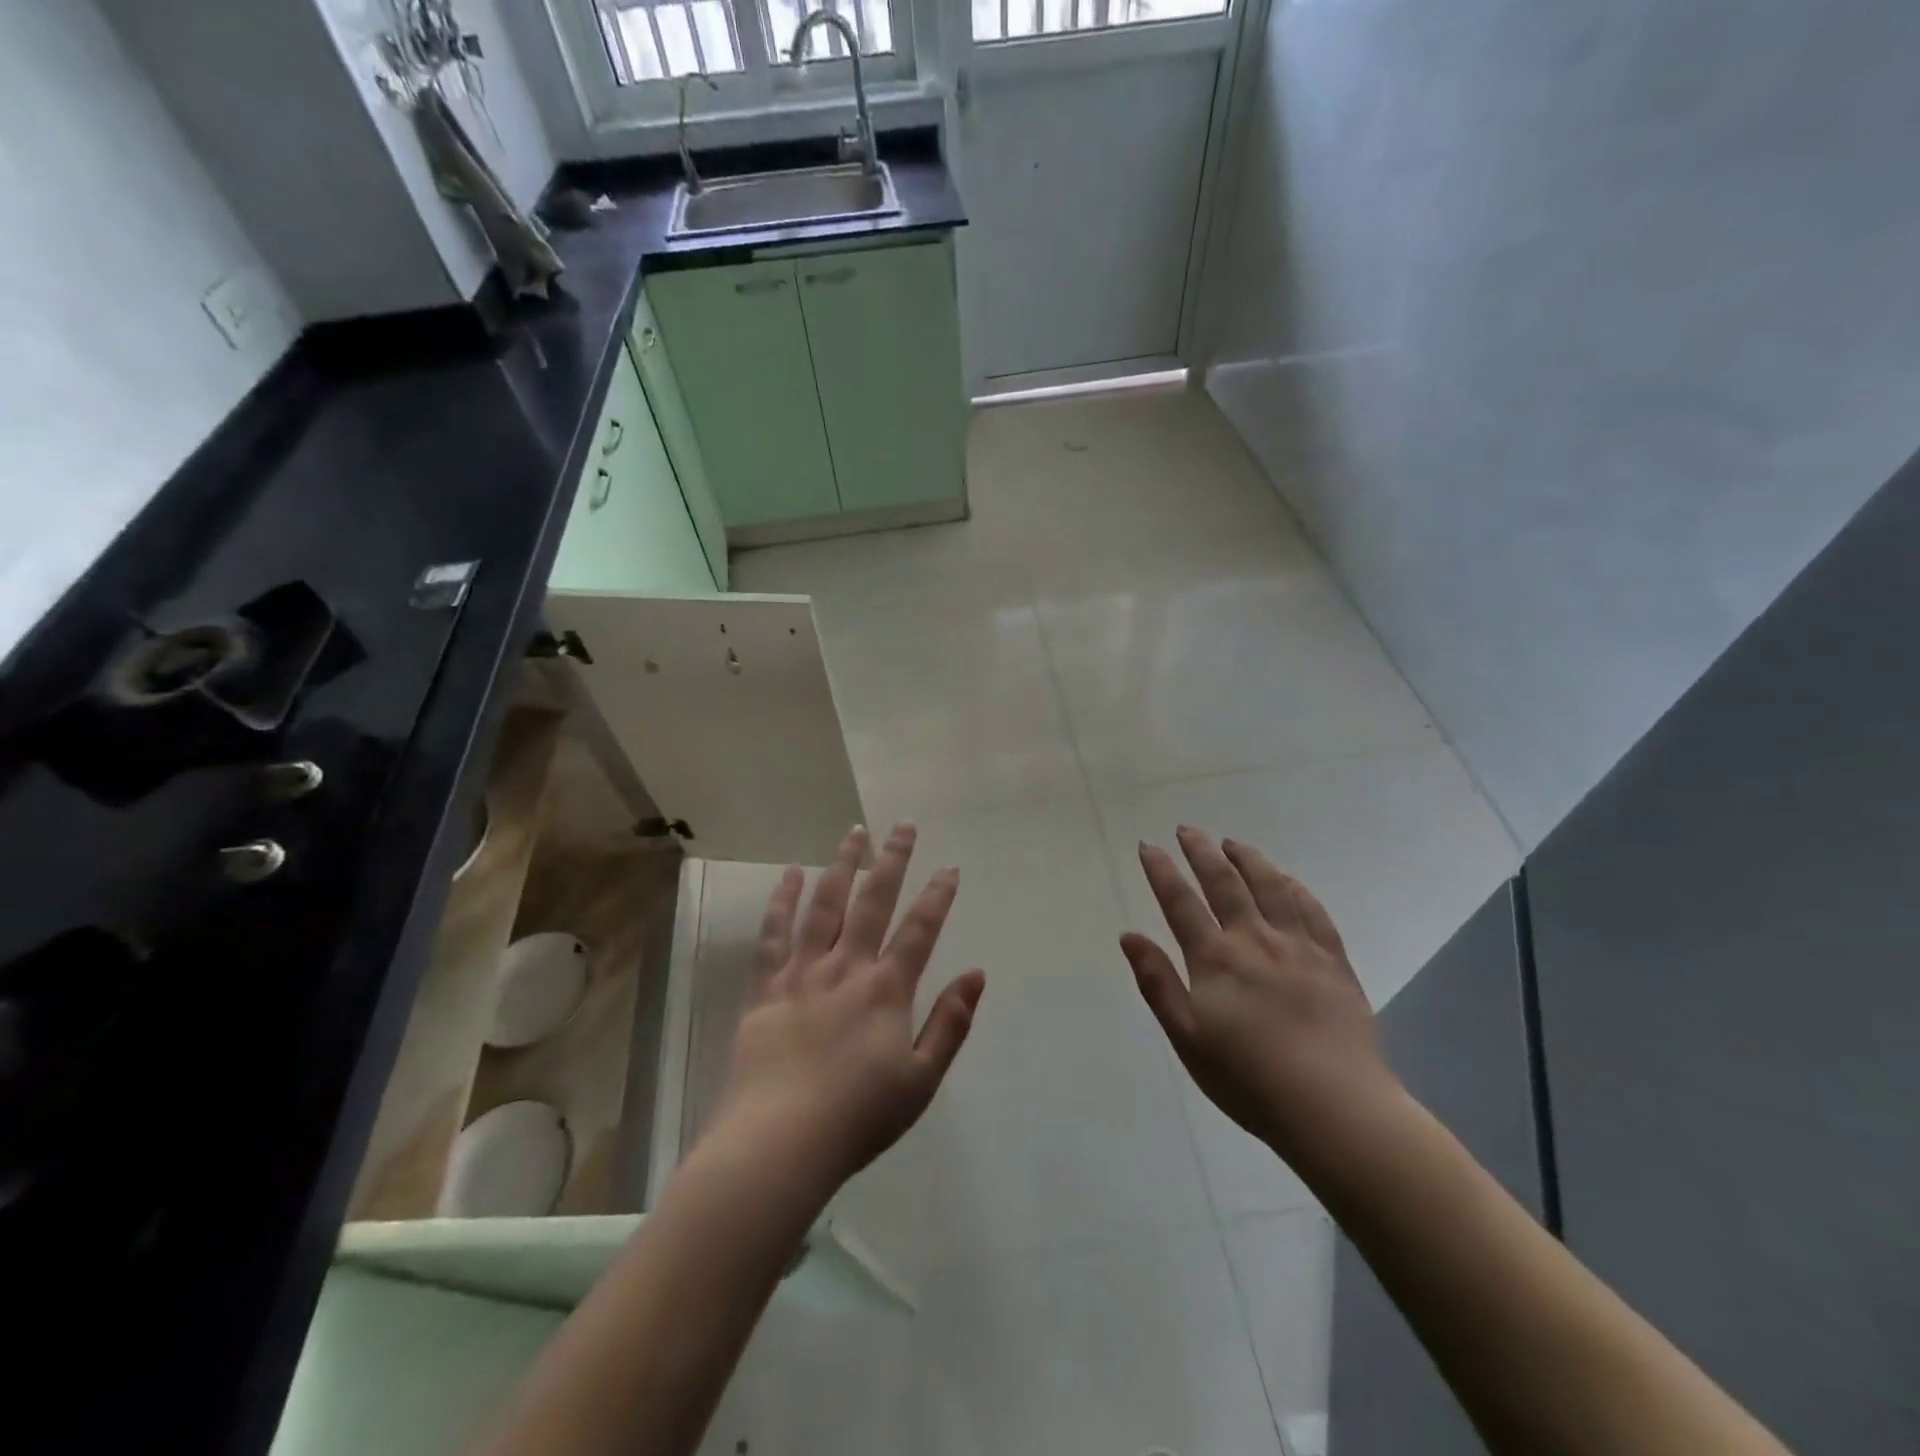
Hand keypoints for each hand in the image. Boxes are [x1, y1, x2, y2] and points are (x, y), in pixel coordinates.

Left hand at [706, 824, 986, 1195]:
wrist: (778, 1143)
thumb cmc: (858, 1117)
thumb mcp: (921, 1080)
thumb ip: (950, 1023)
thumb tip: (976, 974)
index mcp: (886, 989)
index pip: (919, 930)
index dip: (938, 896)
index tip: (949, 867)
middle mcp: (846, 967)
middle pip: (873, 902)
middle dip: (892, 860)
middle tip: (903, 825)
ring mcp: (802, 973)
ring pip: (825, 905)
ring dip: (842, 865)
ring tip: (854, 832)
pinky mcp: (766, 987)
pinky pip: (774, 934)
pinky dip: (783, 901)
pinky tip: (792, 874)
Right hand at [1121, 827, 1399, 1168]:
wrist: (1334, 1106)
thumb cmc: (1248, 1078)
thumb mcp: (1187, 1037)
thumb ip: (1157, 982)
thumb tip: (1129, 935)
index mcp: (1215, 958)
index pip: (1180, 902)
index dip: (1162, 871)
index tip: (1149, 846)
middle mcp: (1254, 939)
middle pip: (1225, 883)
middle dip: (1202, 852)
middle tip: (1188, 830)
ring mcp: (1298, 946)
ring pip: (1270, 887)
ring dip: (1248, 860)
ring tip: (1233, 843)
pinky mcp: (1333, 961)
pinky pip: (1313, 911)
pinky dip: (1295, 888)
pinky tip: (1287, 879)